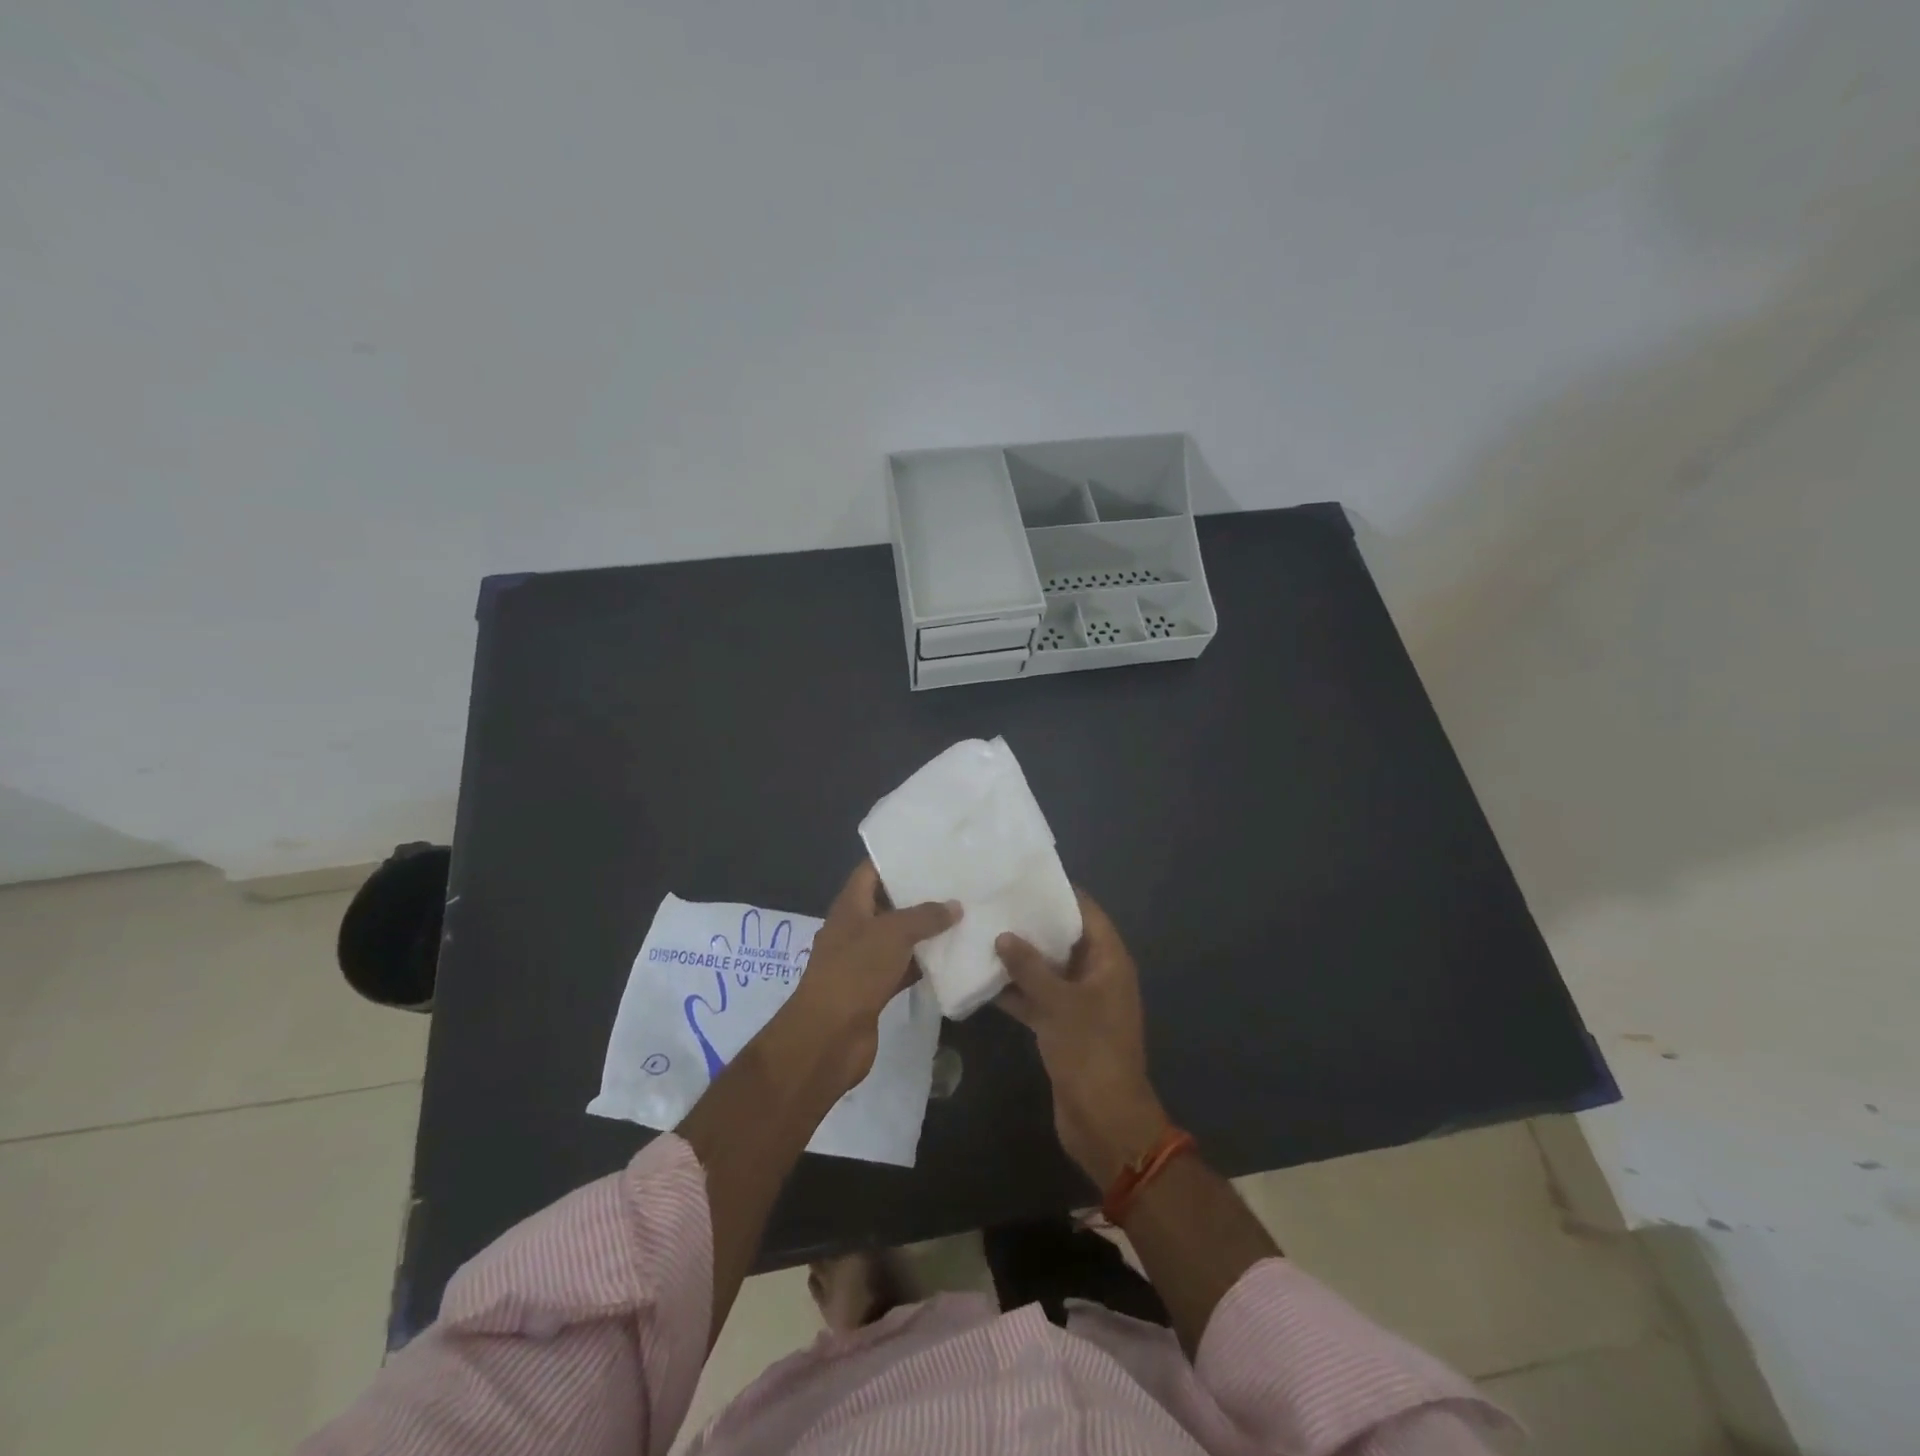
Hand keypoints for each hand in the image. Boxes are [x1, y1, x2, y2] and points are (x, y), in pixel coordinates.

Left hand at [782, 861, 958, 1095]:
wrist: (828, 1036)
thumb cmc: (855, 971)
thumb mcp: (892, 933)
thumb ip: (925, 916)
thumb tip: (954, 906)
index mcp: (850, 906)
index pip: (871, 871)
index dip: (896, 859)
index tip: (930, 851)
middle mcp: (855, 929)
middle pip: (887, 903)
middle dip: (918, 894)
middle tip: (956, 882)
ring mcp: (864, 960)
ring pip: (898, 938)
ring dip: (924, 931)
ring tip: (962, 914)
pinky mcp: (875, 989)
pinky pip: (903, 967)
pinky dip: (923, 963)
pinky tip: (953, 956)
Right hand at [996, 890, 1170, 1187]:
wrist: (1104, 1121)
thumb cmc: (1090, 1051)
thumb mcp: (1058, 1003)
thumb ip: (1029, 967)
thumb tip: (1004, 936)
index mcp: (1109, 961)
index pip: (1086, 912)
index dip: (1059, 893)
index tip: (1024, 878)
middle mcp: (1097, 976)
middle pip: (1064, 939)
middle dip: (1032, 925)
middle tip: (995, 903)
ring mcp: (1080, 1003)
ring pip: (1048, 970)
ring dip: (1020, 959)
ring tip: (982, 934)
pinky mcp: (1063, 1028)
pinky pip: (1039, 999)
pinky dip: (1016, 992)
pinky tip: (982, 981)